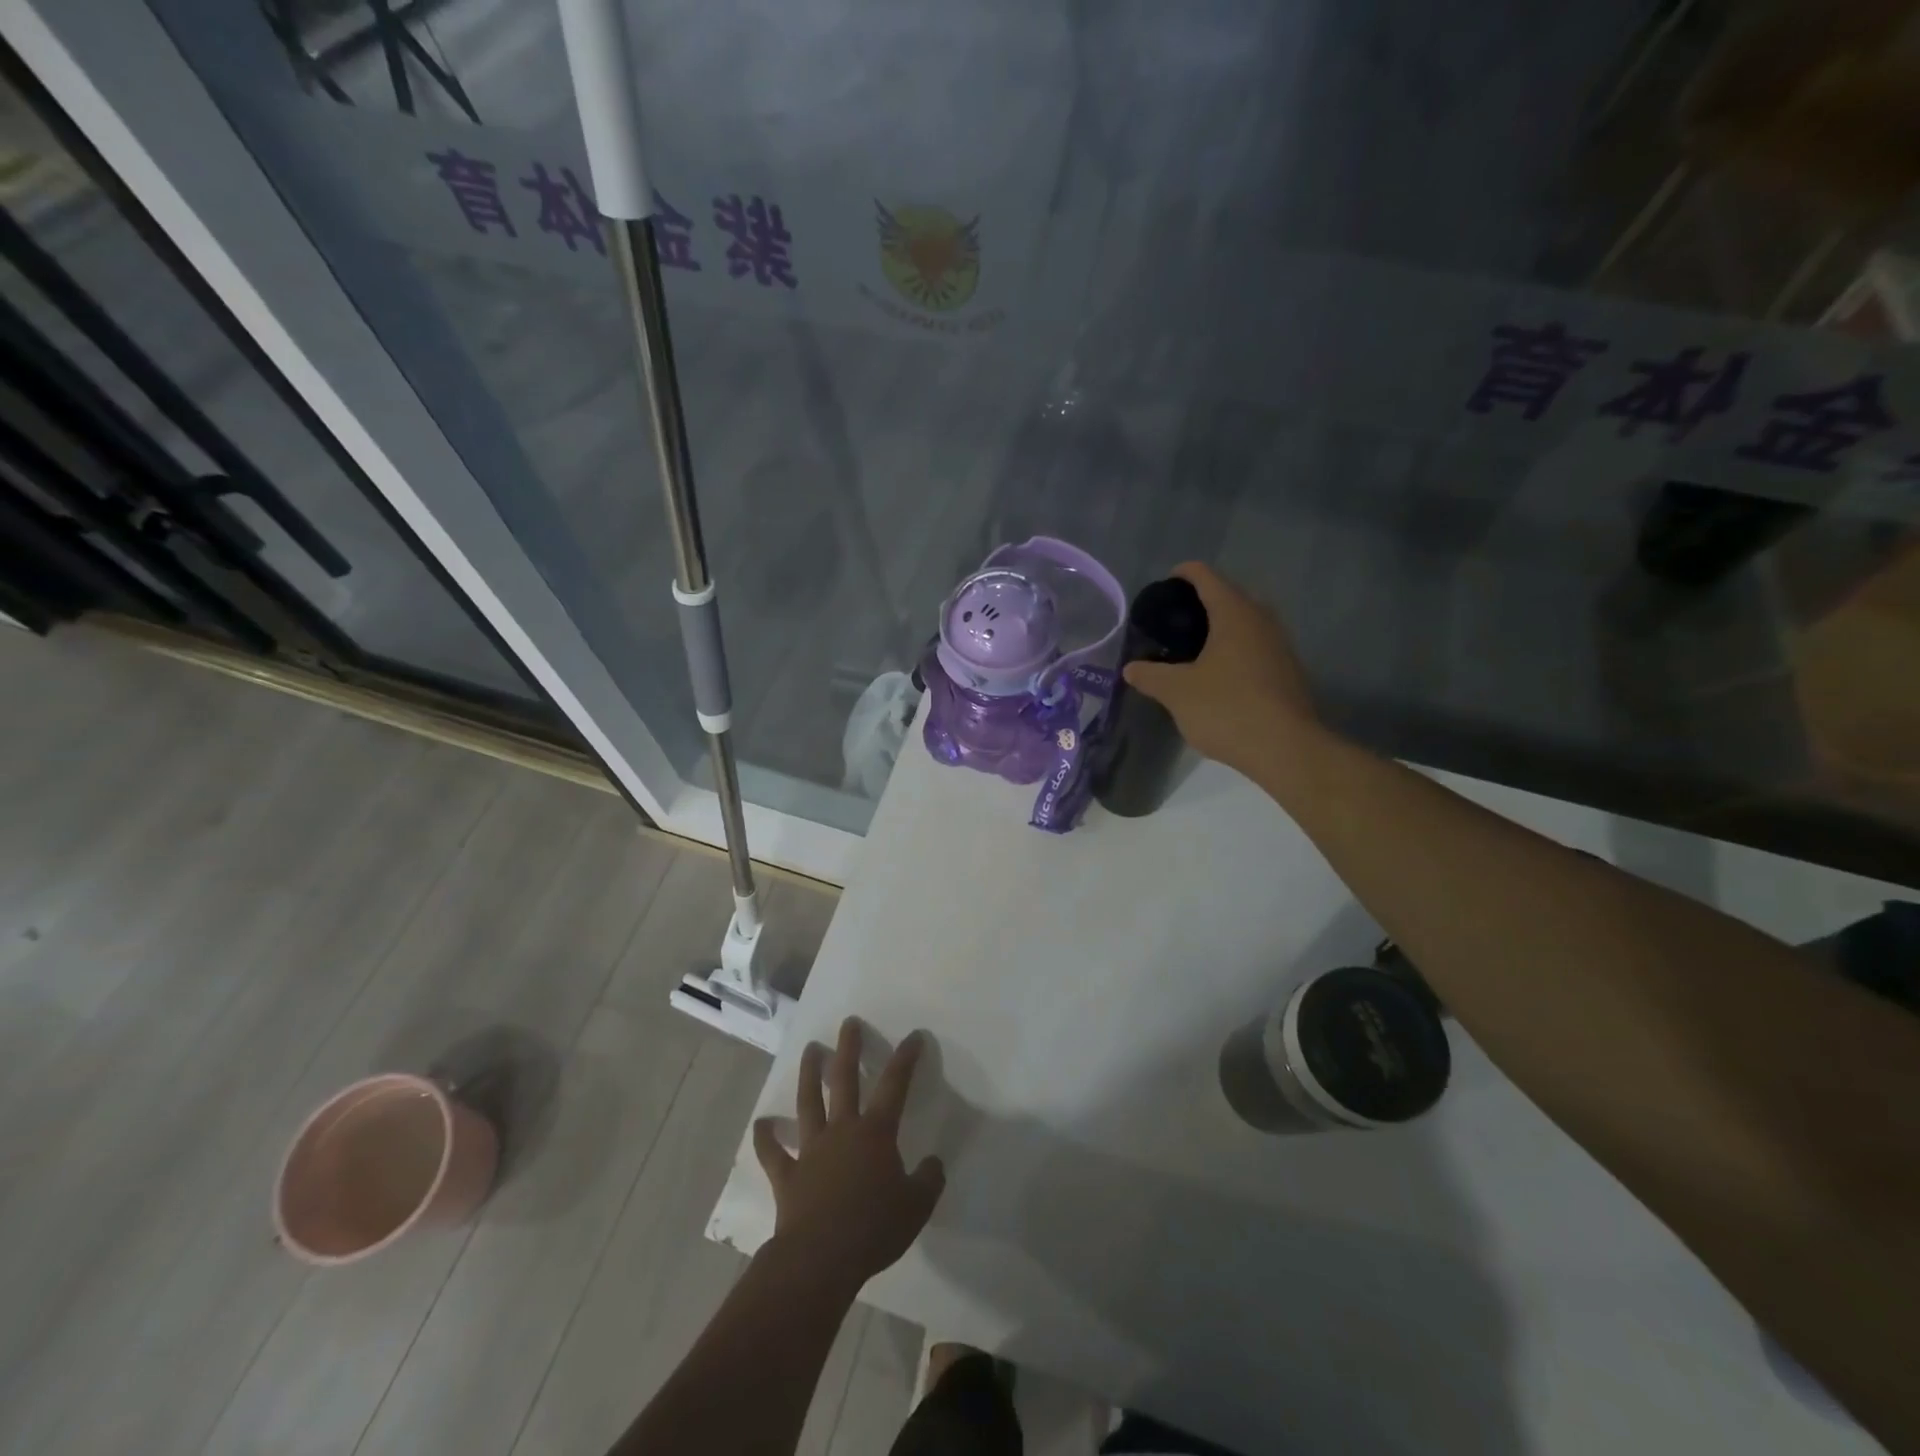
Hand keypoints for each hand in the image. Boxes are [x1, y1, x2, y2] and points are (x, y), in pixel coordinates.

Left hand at [753, 1018, 944, 1289]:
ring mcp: (811, 1149)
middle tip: (849, 1023)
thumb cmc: (873, 1229)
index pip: (894, 1085)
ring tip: (810, 1049)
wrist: (821, 1258)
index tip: (913, 1036)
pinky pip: (773, 1152)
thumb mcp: (916, 1207)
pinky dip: (766, 1137)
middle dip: (848, 1048)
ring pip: (808, 1102)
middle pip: (844, 1079)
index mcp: (875, 1133)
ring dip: (808, 1074)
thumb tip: (934, 1163)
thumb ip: (929, 1181)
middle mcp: (842, 1130)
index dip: (905, 1058)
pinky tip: (761, 1123)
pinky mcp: (787, 1174)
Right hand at [1122, 562, 1320, 774]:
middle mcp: (1261, 620)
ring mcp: (1279, 645)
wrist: (1285, 749)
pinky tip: (1216, 675)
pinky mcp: (1287, 671)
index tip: (1162, 587)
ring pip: (1244, 623)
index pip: (1205, 576)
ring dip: (1219, 628)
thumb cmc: (1227, 708)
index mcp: (1234, 613)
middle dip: (1200, 602)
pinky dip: (1233, 650)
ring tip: (1190, 648)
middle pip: (1228, 596)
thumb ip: (1150, 675)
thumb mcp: (1177, 692)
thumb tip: (1131, 668)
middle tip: (1171, 622)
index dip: (1182, 574)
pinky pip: (1254, 647)